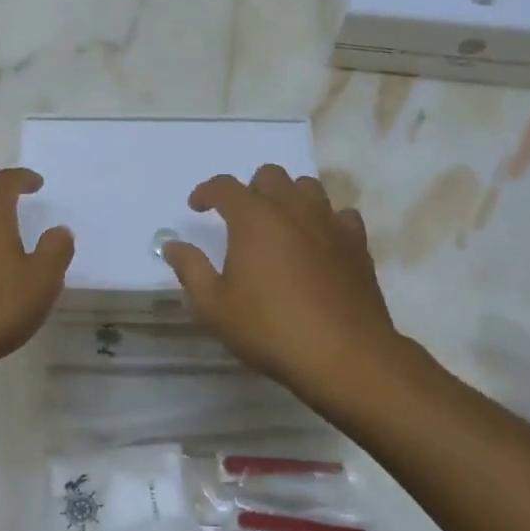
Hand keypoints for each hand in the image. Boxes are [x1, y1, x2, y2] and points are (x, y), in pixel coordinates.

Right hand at [163, 166, 414, 405]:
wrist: (344, 355)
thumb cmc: (270, 329)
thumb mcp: (215, 306)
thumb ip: (191, 269)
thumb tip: (172, 245)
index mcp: (254, 218)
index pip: (224, 187)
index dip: (206, 192)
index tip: (197, 207)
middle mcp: (292, 208)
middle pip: (270, 176)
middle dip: (250, 190)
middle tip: (240, 220)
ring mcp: (329, 222)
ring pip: (307, 187)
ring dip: (288, 198)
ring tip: (280, 226)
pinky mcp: (357, 243)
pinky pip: (340, 214)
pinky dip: (325, 220)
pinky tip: (319, 242)